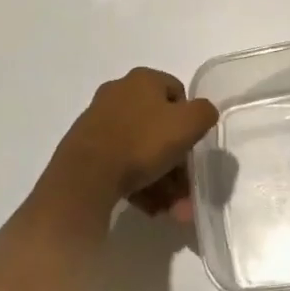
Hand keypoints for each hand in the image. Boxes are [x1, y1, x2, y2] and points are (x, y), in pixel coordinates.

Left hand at [45, 67, 217, 221]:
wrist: (85, 176)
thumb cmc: (142, 142)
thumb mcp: (188, 123)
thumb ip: (204, 112)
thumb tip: (202, 113)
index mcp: (142, 79)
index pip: (177, 92)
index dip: (190, 120)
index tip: (192, 147)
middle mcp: (119, 94)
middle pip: (159, 127)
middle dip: (177, 163)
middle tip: (186, 191)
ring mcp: (99, 122)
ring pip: (141, 150)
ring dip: (162, 181)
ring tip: (172, 211)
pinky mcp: (86, 150)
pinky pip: (121, 165)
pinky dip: (139, 184)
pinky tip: (151, 209)